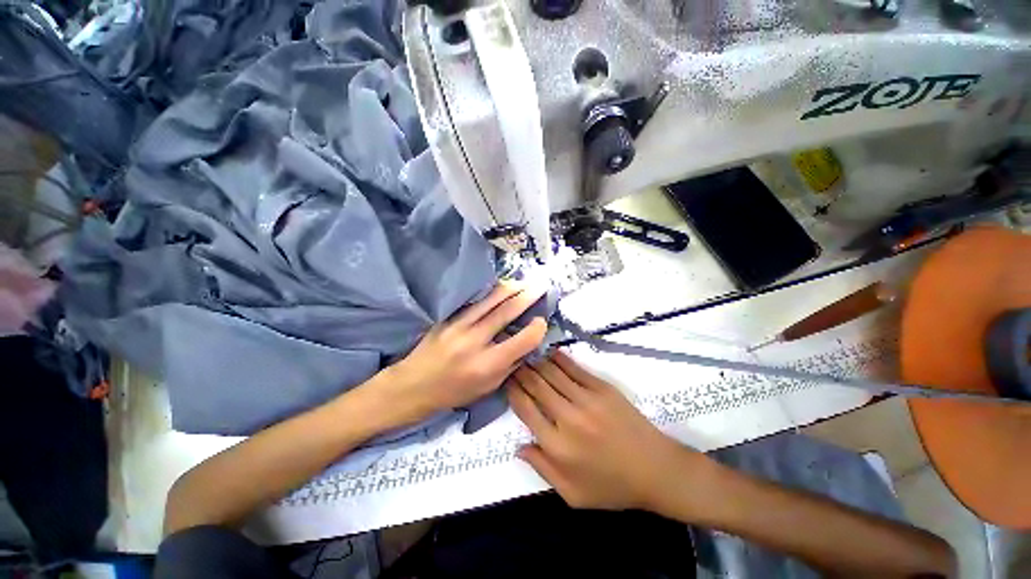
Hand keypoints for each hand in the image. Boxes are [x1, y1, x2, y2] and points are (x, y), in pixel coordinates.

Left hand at [362, 283, 547, 427]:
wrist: (413, 386)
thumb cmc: (453, 392)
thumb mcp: (487, 388)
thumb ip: (509, 365)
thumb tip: (526, 344)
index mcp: (487, 365)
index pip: (521, 341)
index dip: (536, 329)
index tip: (541, 321)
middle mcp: (475, 342)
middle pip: (506, 312)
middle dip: (527, 297)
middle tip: (540, 287)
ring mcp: (458, 326)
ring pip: (490, 301)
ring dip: (510, 288)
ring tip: (523, 282)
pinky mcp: (448, 318)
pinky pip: (474, 302)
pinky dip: (490, 293)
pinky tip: (499, 287)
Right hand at [508, 351, 719, 511]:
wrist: (656, 470)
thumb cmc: (612, 487)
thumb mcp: (573, 495)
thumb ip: (542, 469)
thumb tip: (518, 447)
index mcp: (557, 447)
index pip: (526, 410)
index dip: (513, 392)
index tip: (507, 381)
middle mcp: (568, 418)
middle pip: (537, 387)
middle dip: (522, 372)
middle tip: (513, 362)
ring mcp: (587, 400)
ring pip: (553, 374)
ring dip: (537, 363)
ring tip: (527, 354)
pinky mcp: (602, 389)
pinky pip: (575, 369)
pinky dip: (560, 359)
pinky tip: (551, 353)